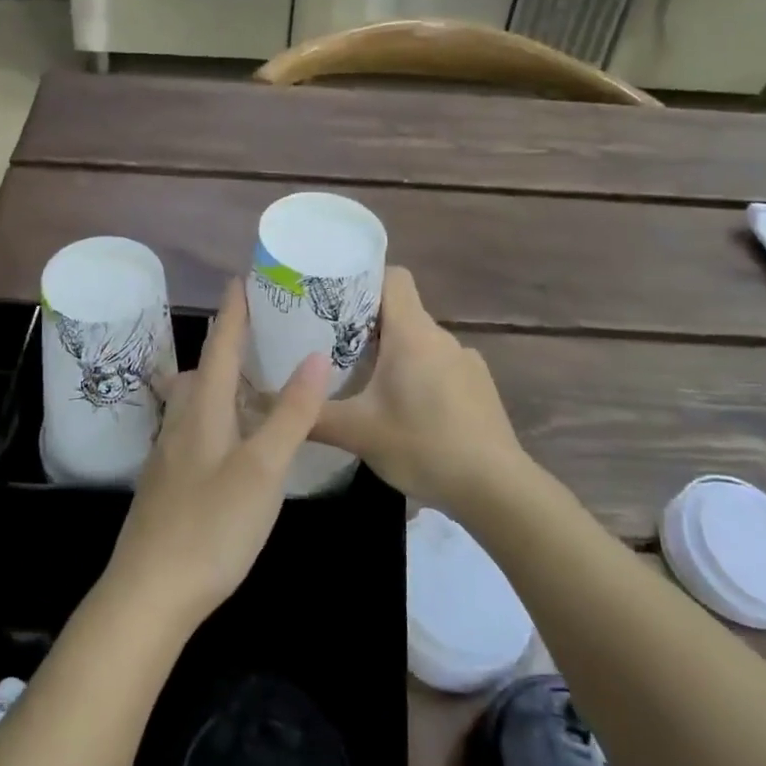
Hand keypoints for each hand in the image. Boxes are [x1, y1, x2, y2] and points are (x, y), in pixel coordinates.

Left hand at [104, 279, 330, 630]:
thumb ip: (291, 415)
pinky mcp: (167, 483)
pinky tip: (232, 440)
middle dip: (227, 345)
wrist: (149, 594)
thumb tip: (316, 356)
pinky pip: (193, 429)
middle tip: (262, 334)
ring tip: (252, 383)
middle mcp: (181, 423)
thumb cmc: (211, 526)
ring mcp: (169, 455)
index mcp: (203, 411)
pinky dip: (216, 415)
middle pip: (202, 371)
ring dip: (220, 382)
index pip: (220, 346)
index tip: (242, 279)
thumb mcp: (263, 470)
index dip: (234, 312)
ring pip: (194, 402)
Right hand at [312, 267, 527, 510]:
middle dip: (367, 326)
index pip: (392, 277)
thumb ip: (311, 415)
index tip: (335, 300)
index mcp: (412, 333)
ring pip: (420, 343)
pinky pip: (440, 367)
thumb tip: (268, 402)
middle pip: (401, 311)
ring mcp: (466, 361)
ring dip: (394, 356)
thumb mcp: (357, 433)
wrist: (497, 488)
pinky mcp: (479, 387)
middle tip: (333, 349)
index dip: (364, 280)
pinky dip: (420, 378)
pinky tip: (408, 414)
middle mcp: (441, 337)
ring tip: (367, 386)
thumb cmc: (424, 446)